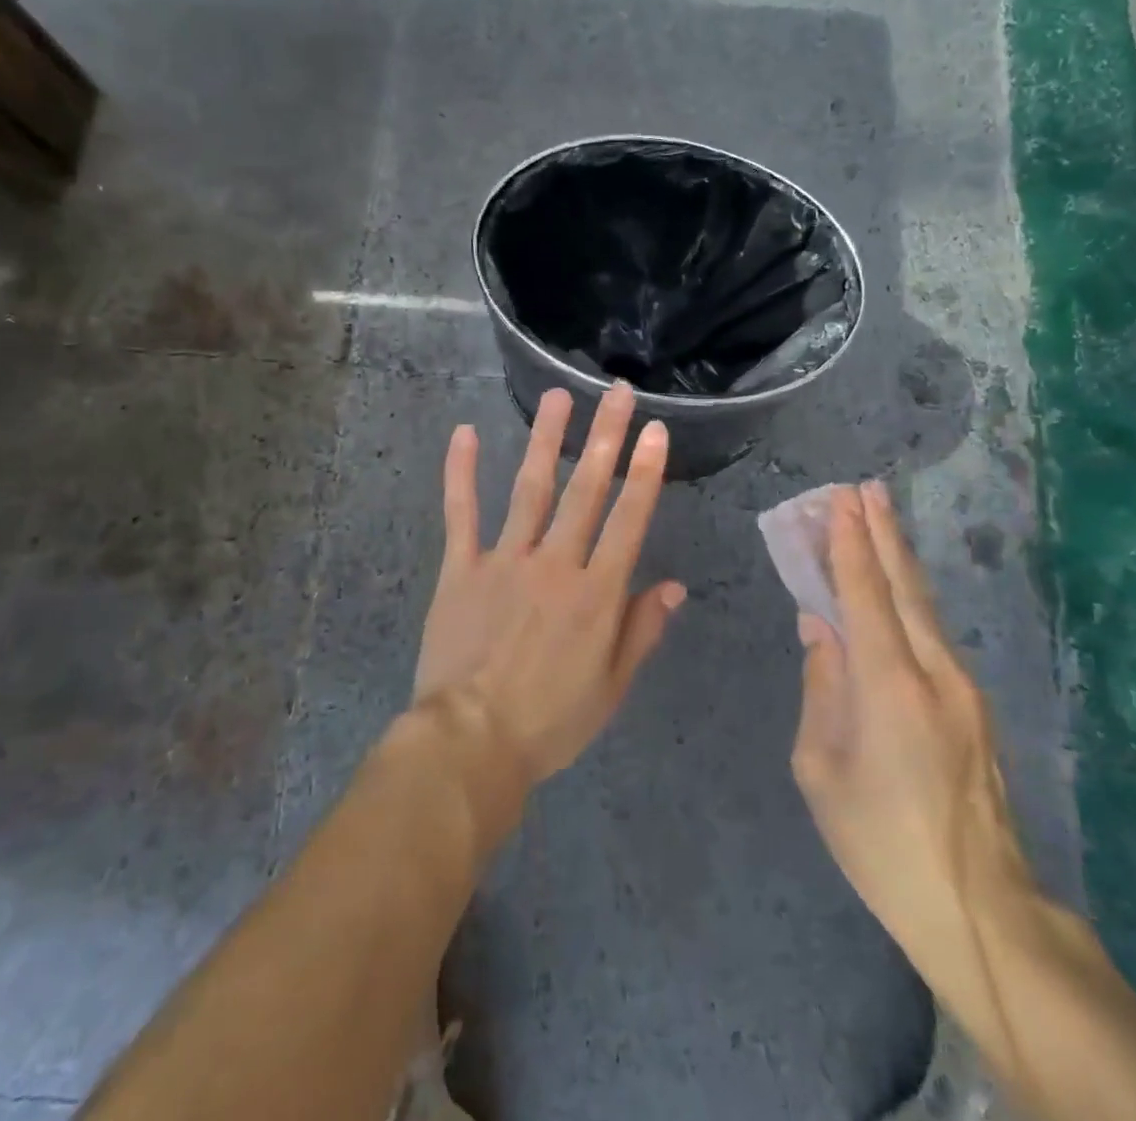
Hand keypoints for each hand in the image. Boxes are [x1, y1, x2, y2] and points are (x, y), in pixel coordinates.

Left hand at [413, 383, 685, 787]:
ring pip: (531, 489)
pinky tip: (464, 433)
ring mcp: (505, 561)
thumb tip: (674, 586)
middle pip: (585, 490)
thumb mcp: (610, 688)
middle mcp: (555, 564)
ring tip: (558, 396)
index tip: (655, 431)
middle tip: (617, 393)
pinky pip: (461, 513)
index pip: (628, 521)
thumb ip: (641, 631)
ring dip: (545, 439)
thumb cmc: (549, 722)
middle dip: (605, 437)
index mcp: (596, 595)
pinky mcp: (462, 568)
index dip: (645, 473)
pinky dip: (461, 472)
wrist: (470, 743)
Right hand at [790, 483, 1034, 979]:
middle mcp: (934, 672)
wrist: (979, 907)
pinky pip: (933, 636)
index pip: (865, 594)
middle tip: (864, 489)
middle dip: (882, 533)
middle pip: (905, 587)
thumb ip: (820, 687)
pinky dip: (909, 600)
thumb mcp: (820, 767)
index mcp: (889, 685)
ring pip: (925, 607)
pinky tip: (895, 590)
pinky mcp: (975, 707)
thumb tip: (820, 628)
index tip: (840, 500)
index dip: (849, 543)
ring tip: (876, 521)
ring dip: (897, 560)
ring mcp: (963, 688)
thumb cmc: (879, 840)